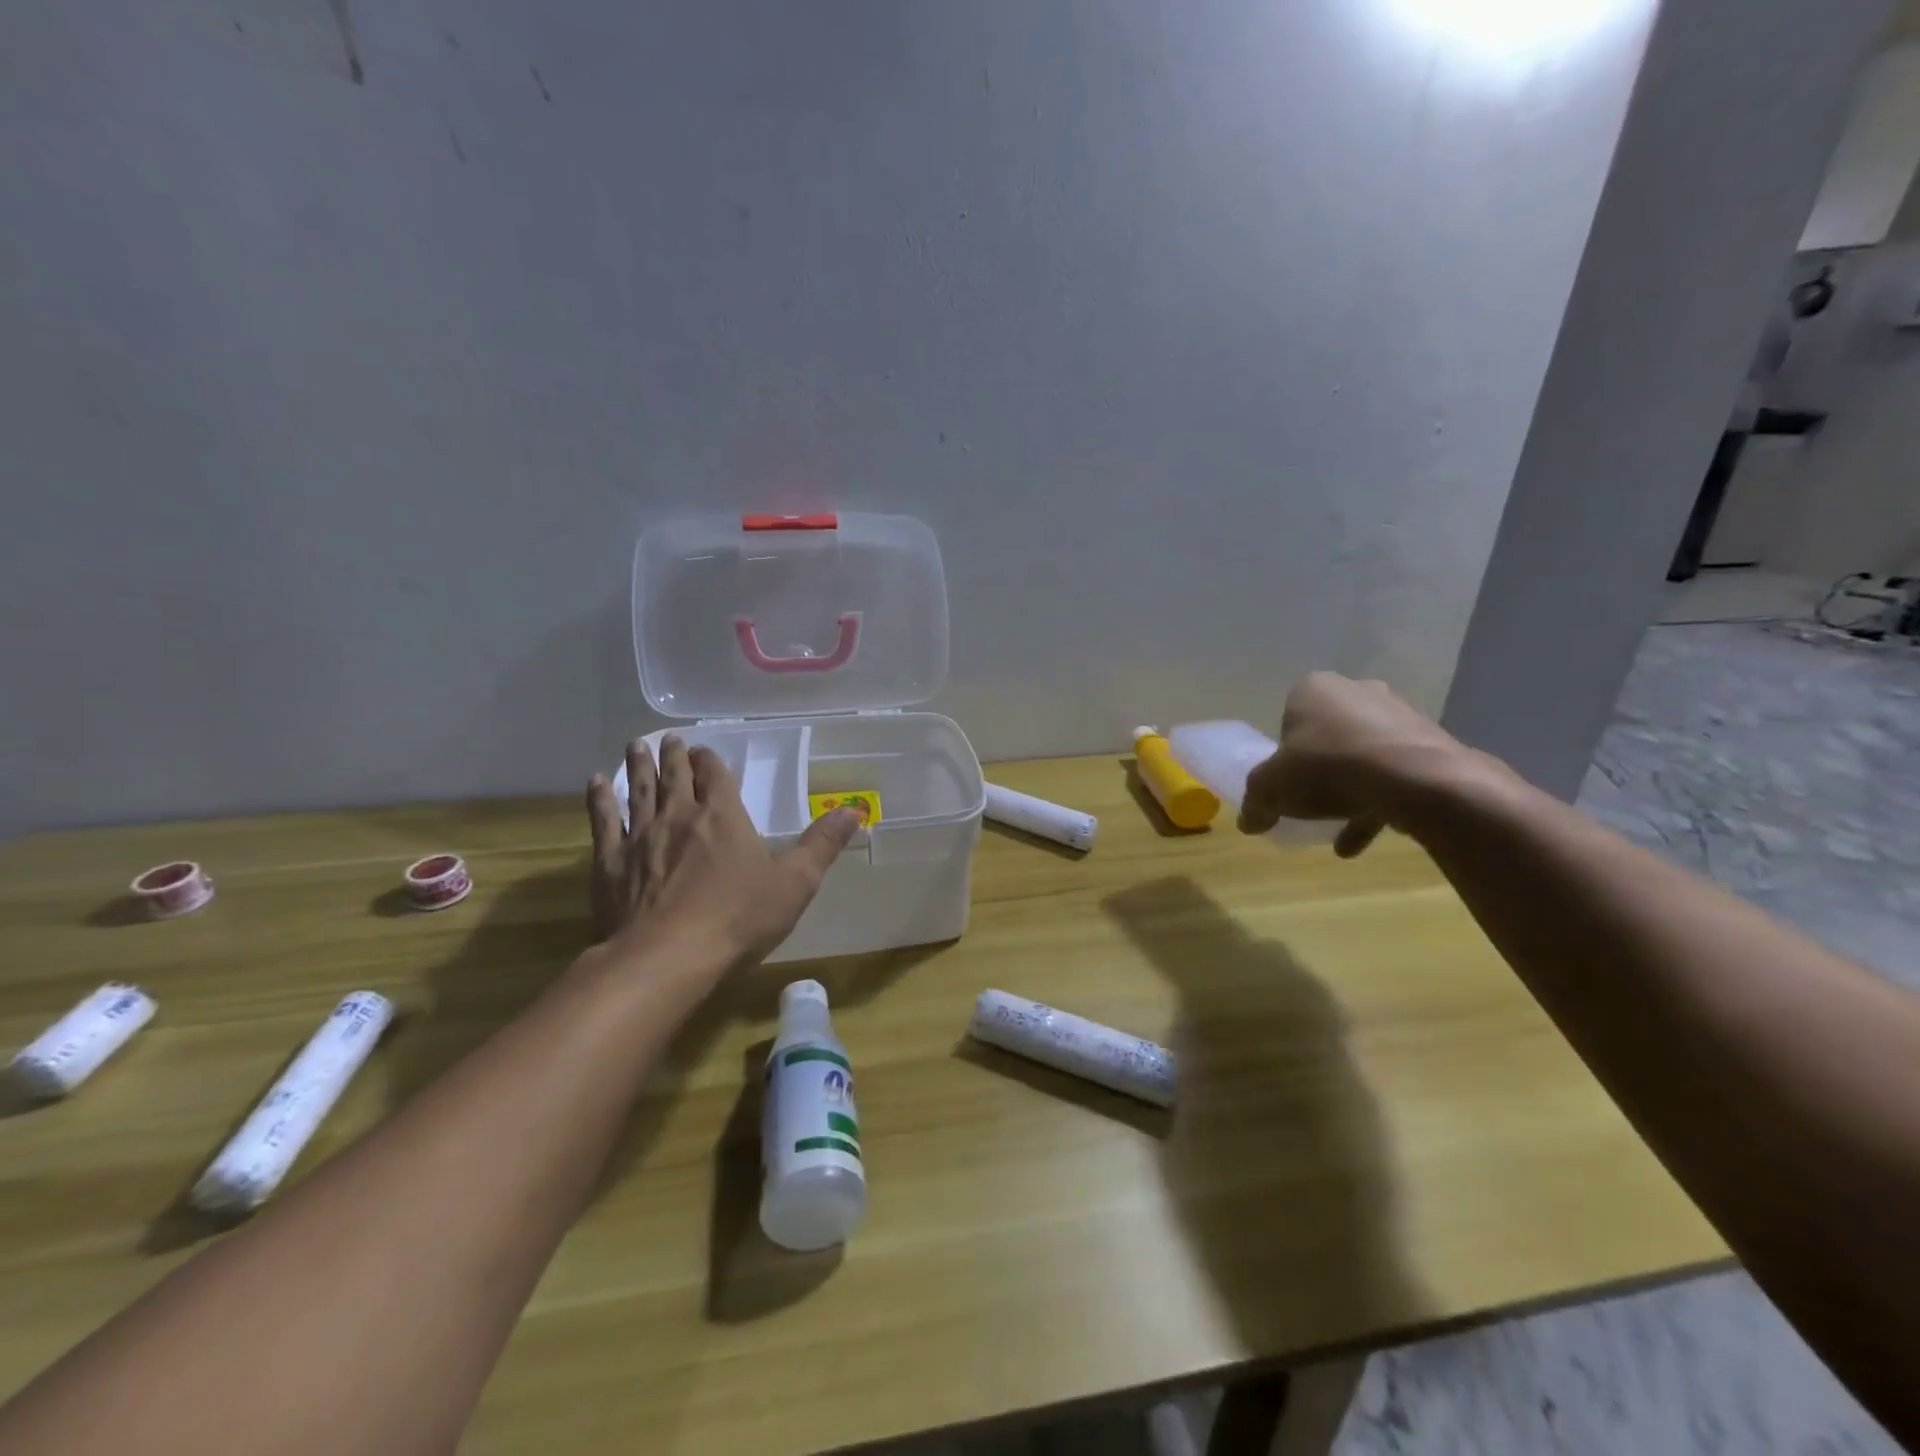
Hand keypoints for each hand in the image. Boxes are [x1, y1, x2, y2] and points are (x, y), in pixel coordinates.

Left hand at [585, 736, 859, 967]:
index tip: (704, 749)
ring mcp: (640, 837)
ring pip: (638, 790)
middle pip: (675, 776)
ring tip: (635, 744)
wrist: (667, 957)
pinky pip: (603, 821)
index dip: (710, 760)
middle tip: (669, 738)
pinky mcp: (610, 862)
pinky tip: (595, 783)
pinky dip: (599, 799)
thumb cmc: (738, 918)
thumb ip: (823, 844)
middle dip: (674, 755)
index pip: (715, 775)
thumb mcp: (795, 883)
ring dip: (637, 765)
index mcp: (723, 816)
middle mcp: (679, 815)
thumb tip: (855, 810)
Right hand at [1239, 672, 1489, 856]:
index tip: (1285, 779)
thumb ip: (1256, 802)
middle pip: (1329, 735)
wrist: (1415, 780)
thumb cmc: (1328, 767)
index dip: (1284, 752)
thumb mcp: (1272, 788)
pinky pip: (1396, 773)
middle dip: (1320, 768)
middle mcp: (1358, 691)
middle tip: (1310, 800)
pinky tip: (1364, 840)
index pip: (1289, 717)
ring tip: (1338, 832)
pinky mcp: (1431, 743)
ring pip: (1364, 756)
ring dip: (1350, 792)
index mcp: (1315, 689)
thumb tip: (1248, 822)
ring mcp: (1399, 715)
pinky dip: (1379, 803)